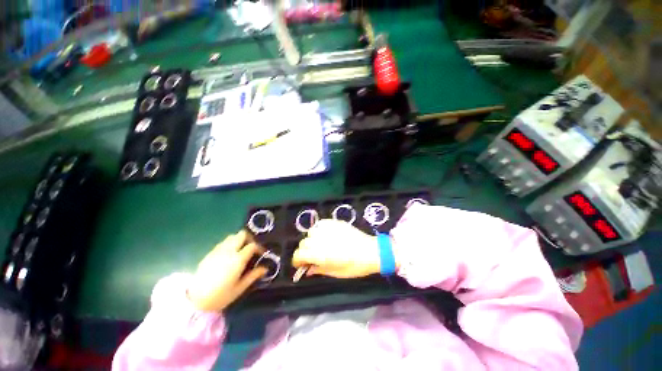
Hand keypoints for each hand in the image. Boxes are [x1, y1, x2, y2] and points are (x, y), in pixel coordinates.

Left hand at [187, 230, 267, 311]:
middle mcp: (229, 251)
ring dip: (239, 240)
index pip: (252, 246)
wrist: (195, 300)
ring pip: (232, 236)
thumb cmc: (220, 296)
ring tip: (240, 250)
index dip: (259, 248)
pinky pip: (223, 242)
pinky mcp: (209, 253)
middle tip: (251, 248)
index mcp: (238, 259)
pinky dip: (229, 244)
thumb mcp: (240, 288)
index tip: (261, 254)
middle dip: (249, 238)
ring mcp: (218, 251)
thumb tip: (265, 268)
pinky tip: (228, 255)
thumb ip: (253, 276)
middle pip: (242, 234)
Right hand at [292, 219, 381, 277]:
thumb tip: (307, 270)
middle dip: (304, 251)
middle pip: (303, 243)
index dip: (297, 261)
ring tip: (320, 244)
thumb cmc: (354, 266)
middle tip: (312, 256)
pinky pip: (321, 224)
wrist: (371, 251)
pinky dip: (319, 230)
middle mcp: (321, 239)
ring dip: (312, 239)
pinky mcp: (335, 222)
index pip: (299, 254)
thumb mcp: (335, 272)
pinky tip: (325, 235)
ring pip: (311, 232)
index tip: (301, 265)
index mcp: (320, 254)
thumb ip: (318, 270)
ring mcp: (328, 229)